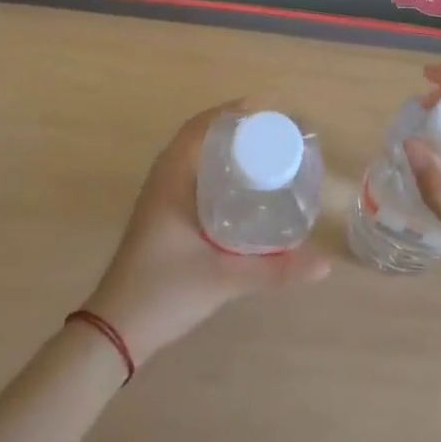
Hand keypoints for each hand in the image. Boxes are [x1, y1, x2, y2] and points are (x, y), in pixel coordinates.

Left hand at [82, 99, 329, 364]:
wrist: (115, 330)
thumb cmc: (165, 292)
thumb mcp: (224, 279)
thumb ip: (275, 270)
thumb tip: (325, 264)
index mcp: (171, 179)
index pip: (200, 127)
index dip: (231, 113)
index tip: (265, 111)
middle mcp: (162, 179)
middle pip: (197, 136)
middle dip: (232, 128)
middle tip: (271, 132)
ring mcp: (157, 198)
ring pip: (191, 156)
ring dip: (220, 147)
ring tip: (260, 151)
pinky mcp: (159, 215)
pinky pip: (188, 174)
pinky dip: (212, 167)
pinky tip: (236, 186)